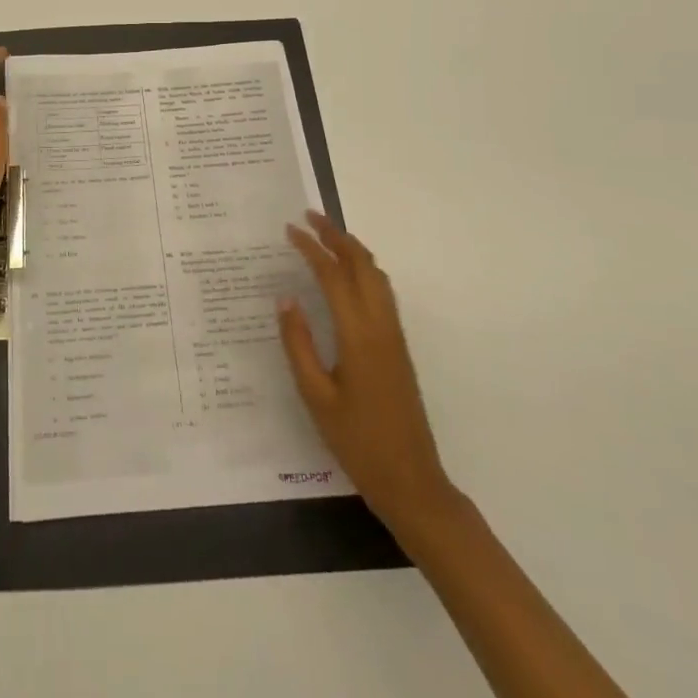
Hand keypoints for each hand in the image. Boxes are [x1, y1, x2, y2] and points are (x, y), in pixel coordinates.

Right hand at [278, 211, 460, 545]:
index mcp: (358, 335)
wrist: (412, 480)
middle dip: (336, 235)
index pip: (333, 275)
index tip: (289, 229)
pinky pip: (382, 292)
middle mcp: (381, 326)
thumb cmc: (357, 441)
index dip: (311, 248)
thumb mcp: (315, 396)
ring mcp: (395, 335)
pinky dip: (364, 269)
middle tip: (309, 216)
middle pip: (362, 264)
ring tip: (327, 235)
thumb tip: (285, 299)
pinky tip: (349, 275)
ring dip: (353, 249)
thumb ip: (298, 344)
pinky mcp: (399, 347)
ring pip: (377, 276)